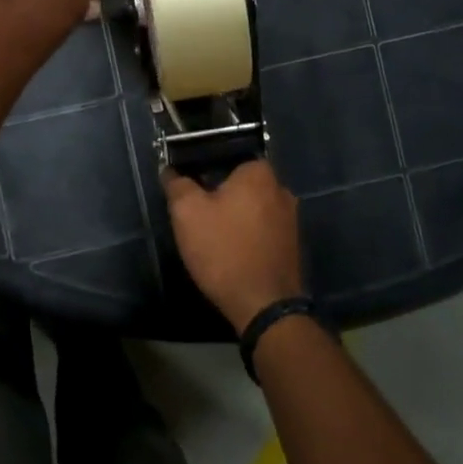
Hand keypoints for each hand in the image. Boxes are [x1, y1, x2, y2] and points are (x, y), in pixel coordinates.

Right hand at [163, 161, 303, 333]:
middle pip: (242, 184)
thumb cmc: (224, 250)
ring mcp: (292, 219)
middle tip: (199, 215)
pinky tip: (233, 253)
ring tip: (214, 238)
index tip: (191, 190)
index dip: (205, 171)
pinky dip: (249, 237)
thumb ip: (177, 185)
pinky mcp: (293, 246)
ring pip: (254, 208)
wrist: (264, 306)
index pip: (228, 157)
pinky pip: (264, 231)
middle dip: (222, 196)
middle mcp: (281, 189)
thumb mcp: (187, 213)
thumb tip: (170, 170)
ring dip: (236, 218)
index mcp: (259, 172)